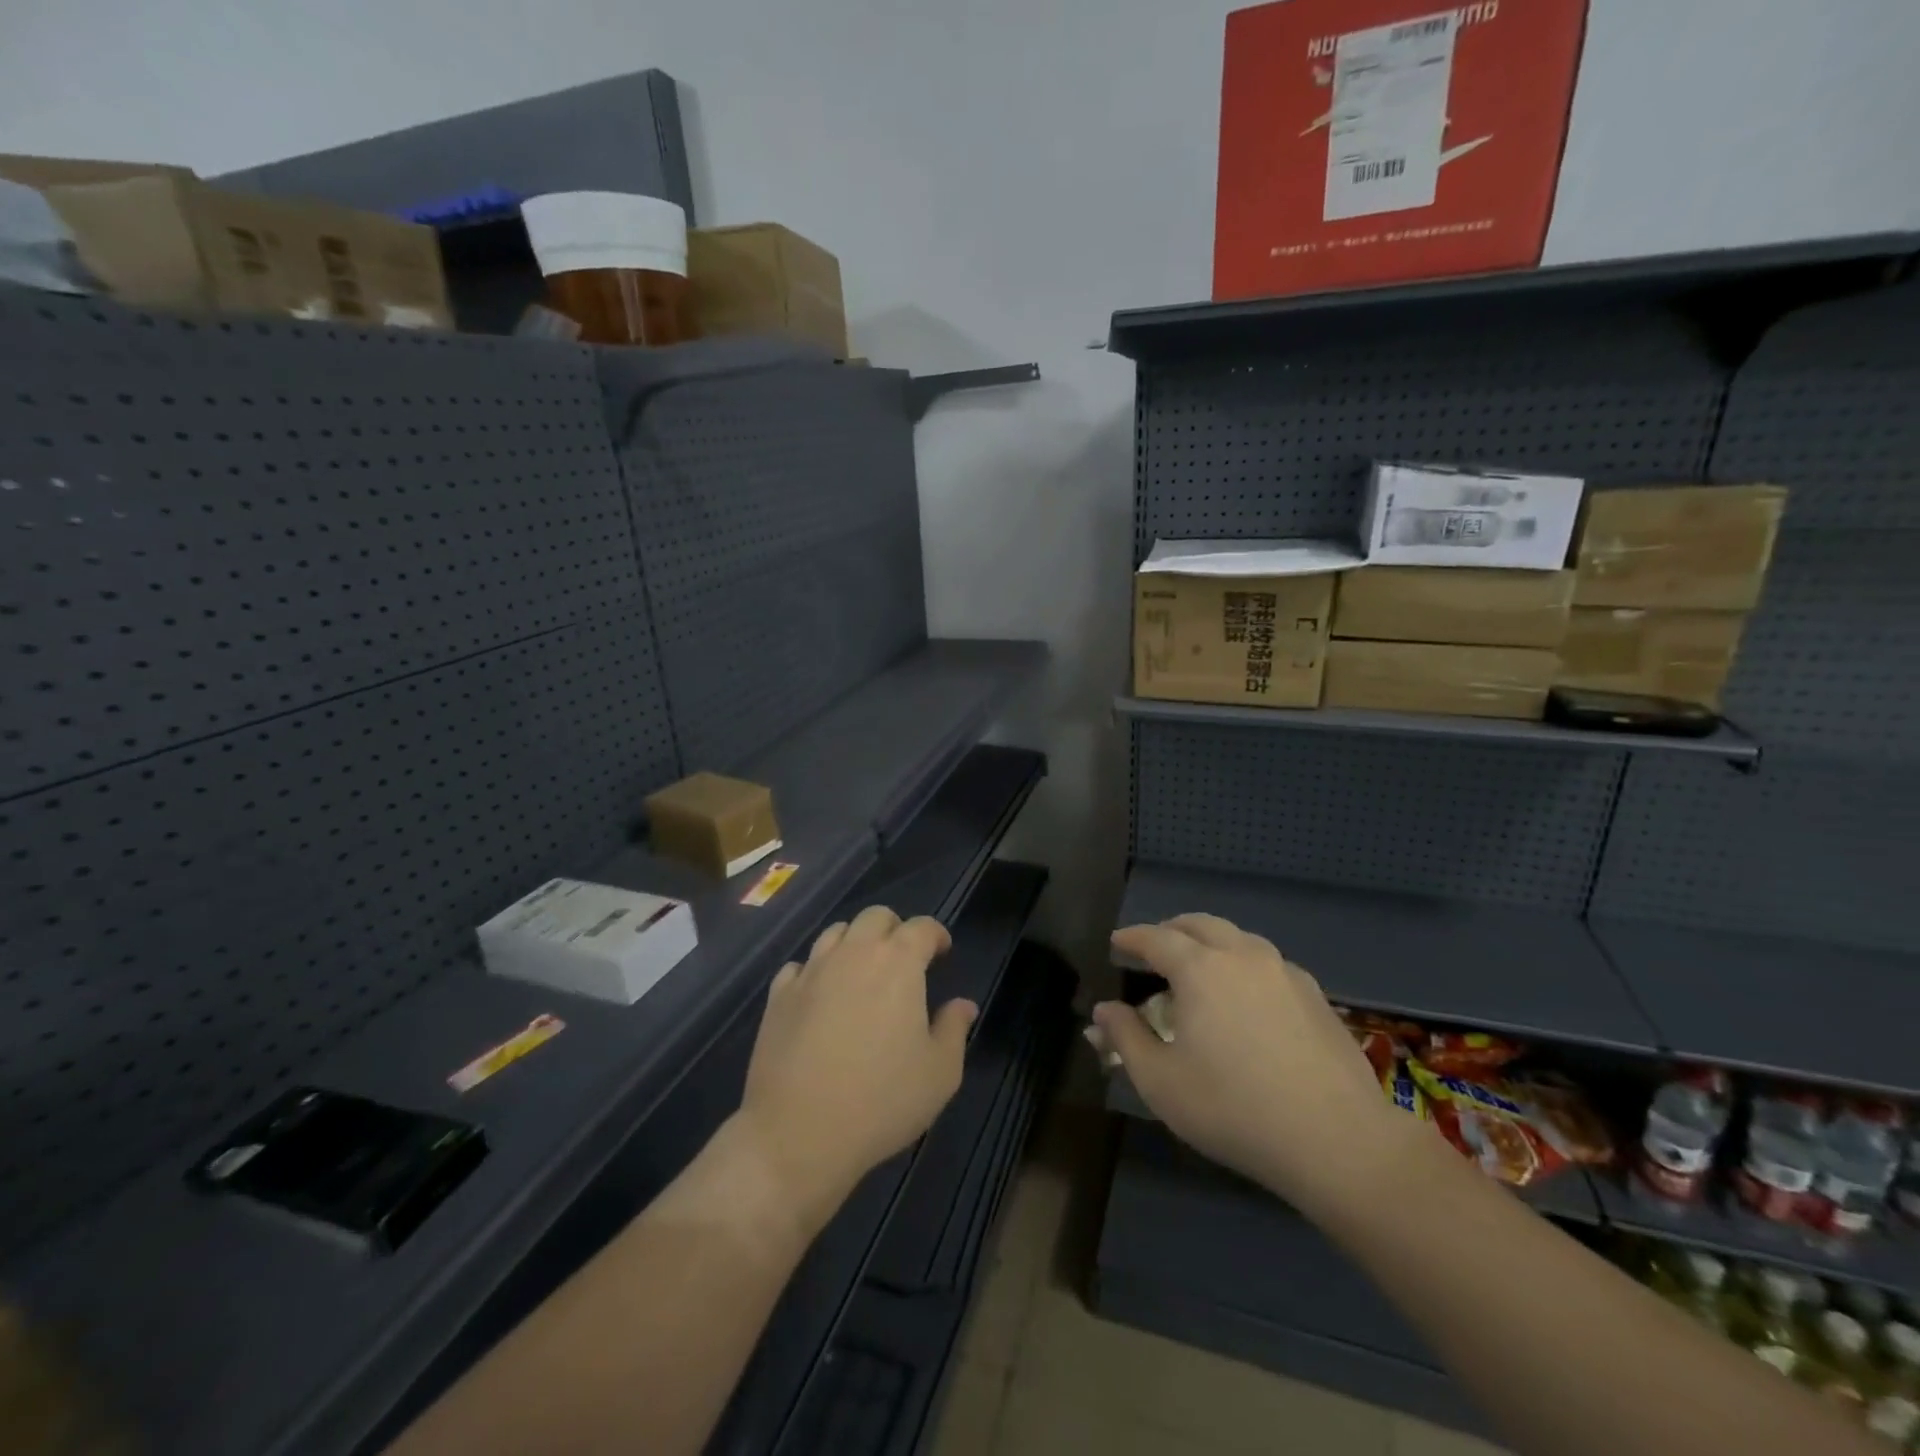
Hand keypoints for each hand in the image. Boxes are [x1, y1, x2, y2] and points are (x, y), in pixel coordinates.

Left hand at [734, 905, 975, 1232]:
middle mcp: (853, 953)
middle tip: (903, 960)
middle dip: (894, 929)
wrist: (798, 1134)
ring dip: (854, 943)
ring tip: (861, 973)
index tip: (942, 952)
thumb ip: (954, 1029)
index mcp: (898, 963)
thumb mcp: (940, 1073)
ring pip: (835, 933)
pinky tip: (820, 996)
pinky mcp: (779, 995)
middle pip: (875, 917)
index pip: (921, 927)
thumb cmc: (881, 1100)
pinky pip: (800, 966)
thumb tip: (963, 1004)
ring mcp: (811, 971)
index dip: (936, 934)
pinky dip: (816, 971)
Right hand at [1096, 914, 1420, 1218]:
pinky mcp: (1316, 995)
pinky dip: (1244, 964)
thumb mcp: (1160, 1081)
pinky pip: (1268, 963)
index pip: (1156, 938)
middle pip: (1199, 924)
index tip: (1116, 943)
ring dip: (1210, 943)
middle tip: (1154, 948)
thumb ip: (1125, 1038)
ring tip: (1199, 967)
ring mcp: (1285, 972)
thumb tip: (1104, 1011)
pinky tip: (1246, 995)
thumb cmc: (1233, 1108)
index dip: (1132, 938)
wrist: (1338, 1140)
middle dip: (1171, 930)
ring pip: (1238, 938)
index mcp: (1200, 968)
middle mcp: (1242, 955)